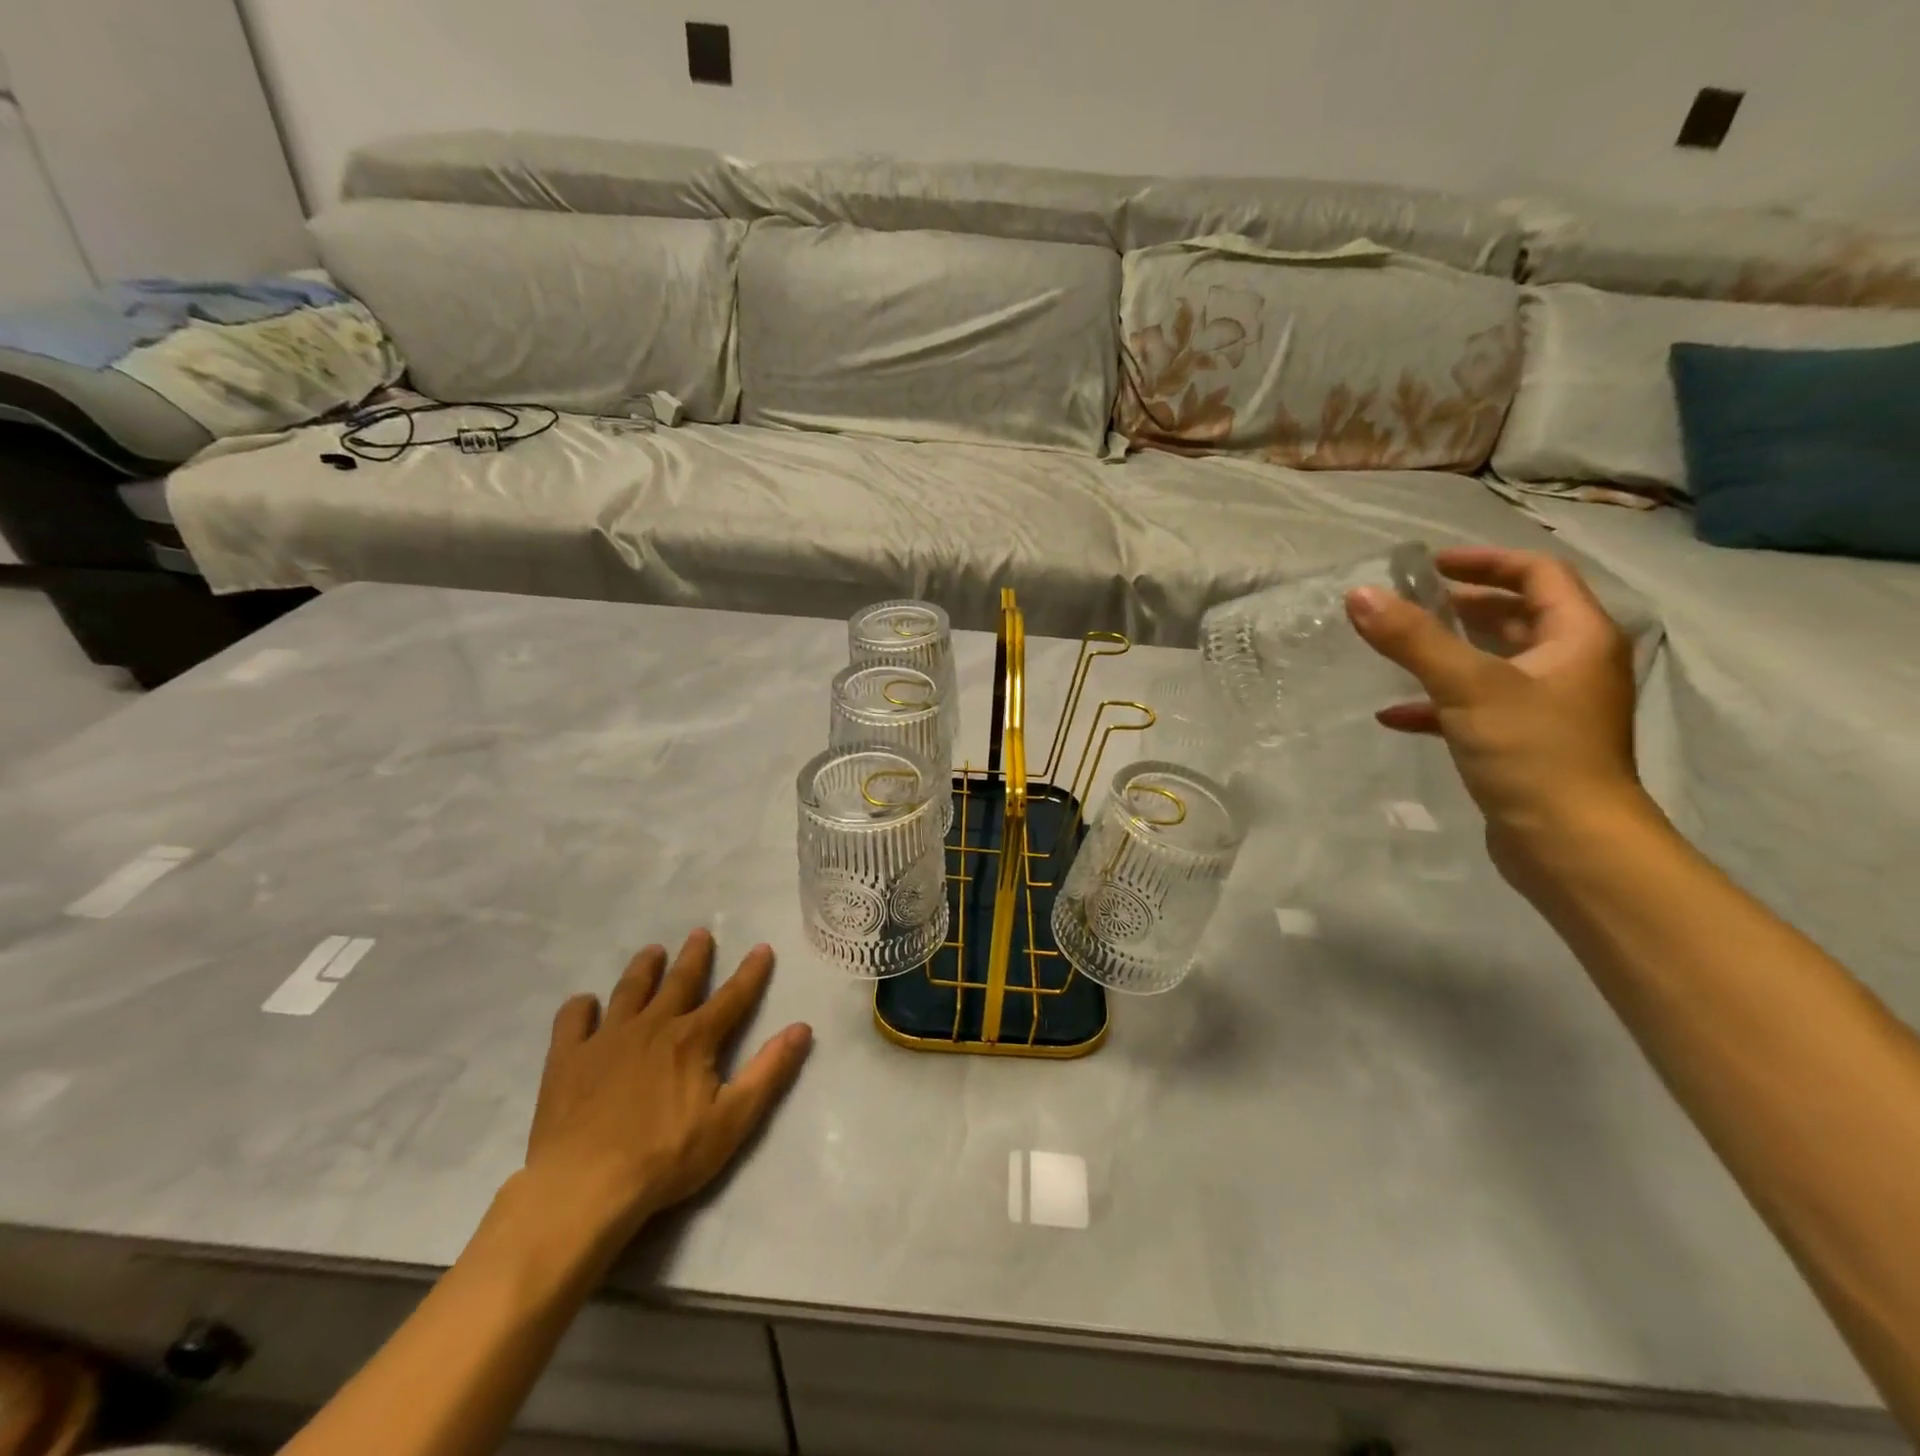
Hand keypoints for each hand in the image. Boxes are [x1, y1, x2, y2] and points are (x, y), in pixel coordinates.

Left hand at [523, 930, 811, 1251]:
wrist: (583, 1186)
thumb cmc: (665, 1157)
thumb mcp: (732, 1120)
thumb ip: (769, 1071)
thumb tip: (801, 1027)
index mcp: (694, 1039)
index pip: (732, 997)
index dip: (751, 972)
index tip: (762, 948)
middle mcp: (653, 1026)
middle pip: (679, 982)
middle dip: (694, 957)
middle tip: (699, 933)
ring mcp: (606, 1039)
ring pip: (629, 991)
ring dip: (643, 969)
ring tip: (652, 952)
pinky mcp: (567, 1059)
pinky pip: (572, 1021)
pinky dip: (580, 1008)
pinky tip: (584, 1003)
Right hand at [1345, 547, 1645, 878]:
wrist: (1569, 844)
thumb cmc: (1532, 751)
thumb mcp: (1467, 687)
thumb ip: (1412, 639)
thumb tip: (1358, 595)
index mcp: (1577, 638)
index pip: (1537, 575)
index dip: (1485, 561)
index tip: (1431, 564)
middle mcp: (1571, 665)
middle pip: (1517, 616)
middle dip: (1462, 606)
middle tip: (1409, 603)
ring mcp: (1548, 708)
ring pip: (1494, 663)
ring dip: (1447, 653)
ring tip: (1398, 647)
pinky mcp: (1523, 744)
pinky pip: (1476, 708)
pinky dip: (1437, 704)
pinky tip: (1393, 715)